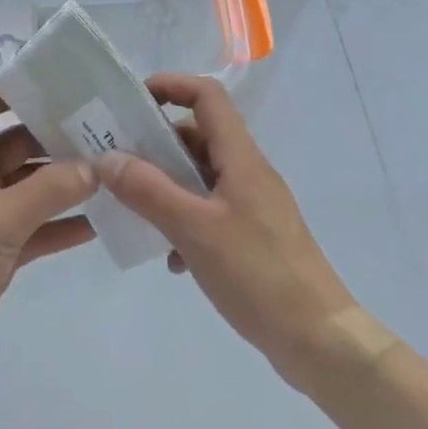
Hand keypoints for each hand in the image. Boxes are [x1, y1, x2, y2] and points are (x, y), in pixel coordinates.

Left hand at [0, 85, 97, 390]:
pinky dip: (64, 224)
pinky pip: (38, 228)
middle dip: (54, 136)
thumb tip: (95, 165)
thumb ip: (48, 190)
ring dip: (65, 181)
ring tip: (112, 172)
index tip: (57, 83)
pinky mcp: (2, 251)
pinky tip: (100, 224)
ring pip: (33, 187)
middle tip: (103, 128)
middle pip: (19, 143)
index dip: (14, 88)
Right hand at [97, 73, 356, 388]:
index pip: (207, 96)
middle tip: (118, 163)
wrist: (320, 343)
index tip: (132, 103)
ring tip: (136, 211)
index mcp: (240, 157)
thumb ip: (148, 191)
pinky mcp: (253, 237)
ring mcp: (253, 205)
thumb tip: (107, 158)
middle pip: (198, 135)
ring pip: (200, 176)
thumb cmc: (258, 274)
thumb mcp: (194, 229)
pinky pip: (209, 211)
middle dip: (157, 144)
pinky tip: (171, 258)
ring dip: (167, 186)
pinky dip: (184, 221)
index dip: (170, 86)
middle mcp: (248, 172)